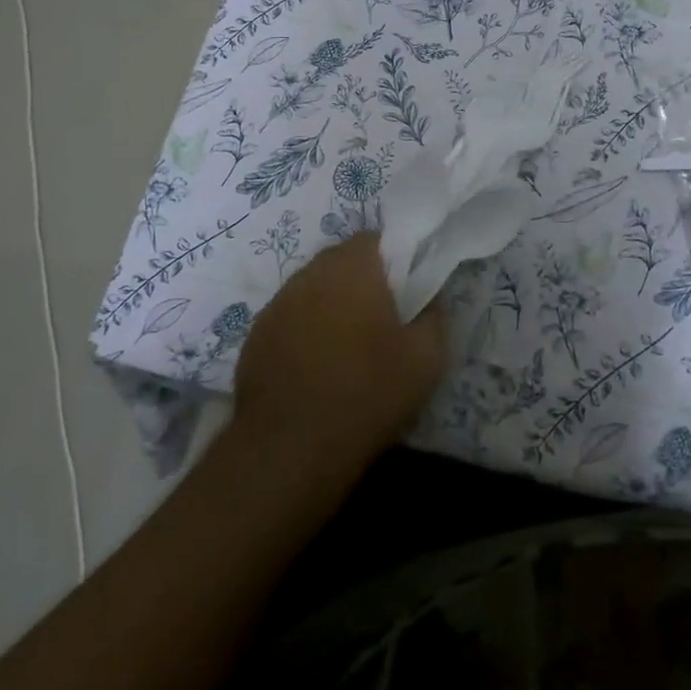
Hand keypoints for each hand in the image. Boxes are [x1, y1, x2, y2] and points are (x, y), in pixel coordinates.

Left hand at [232, 232, 447, 486]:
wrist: (290, 451)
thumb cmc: (367, 395)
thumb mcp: (427, 358)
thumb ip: (434, 313)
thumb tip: (428, 294)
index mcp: (353, 267)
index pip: (377, 239)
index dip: (396, 259)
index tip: (407, 290)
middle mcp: (310, 273)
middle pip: (343, 260)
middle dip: (364, 280)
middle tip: (383, 318)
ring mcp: (278, 303)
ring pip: (315, 287)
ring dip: (333, 303)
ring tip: (349, 345)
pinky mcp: (256, 334)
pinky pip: (291, 316)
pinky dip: (306, 329)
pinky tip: (317, 366)